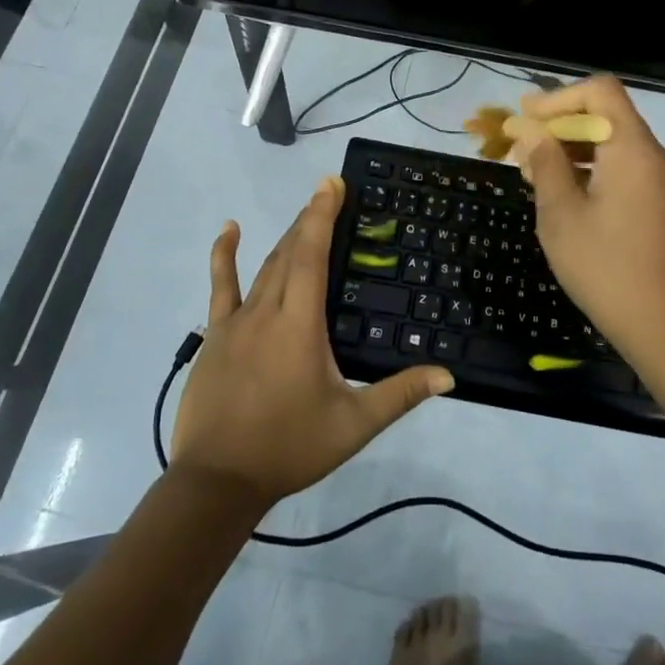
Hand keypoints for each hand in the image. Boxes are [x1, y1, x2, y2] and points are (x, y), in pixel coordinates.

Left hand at [171, 177, 454, 509]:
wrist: (217, 481)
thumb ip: (400, 395)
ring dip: (286, 237)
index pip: (312, 255)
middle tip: (328, 193)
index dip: (322, 215)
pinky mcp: (216, 335)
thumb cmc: (289, 448)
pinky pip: (220, 287)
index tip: (332, 183)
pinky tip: (229, 230)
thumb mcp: (352, 425)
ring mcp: (236, 321)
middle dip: (310, 219)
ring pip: (264, 266)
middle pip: (290, 253)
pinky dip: (224, 255)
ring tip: (304, 215)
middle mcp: (267, 310)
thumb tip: (448, 375)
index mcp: (300, 324)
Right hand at [508, 77, 664, 360]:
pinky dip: (590, 168)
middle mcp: (653, 155)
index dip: (558, 97)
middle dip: (559, 125)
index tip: (526, 120)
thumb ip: (545, 163)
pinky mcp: (659, 203)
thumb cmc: (606, 268)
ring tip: (532, 172)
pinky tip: (561, 194)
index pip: (600, 90)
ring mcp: (660, 180)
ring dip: (571, 148)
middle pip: (605, 115)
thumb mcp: (561, 214)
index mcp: (632, 149)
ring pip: (611, 143)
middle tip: (520, 148)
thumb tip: (530, 129)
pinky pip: (622, 167)